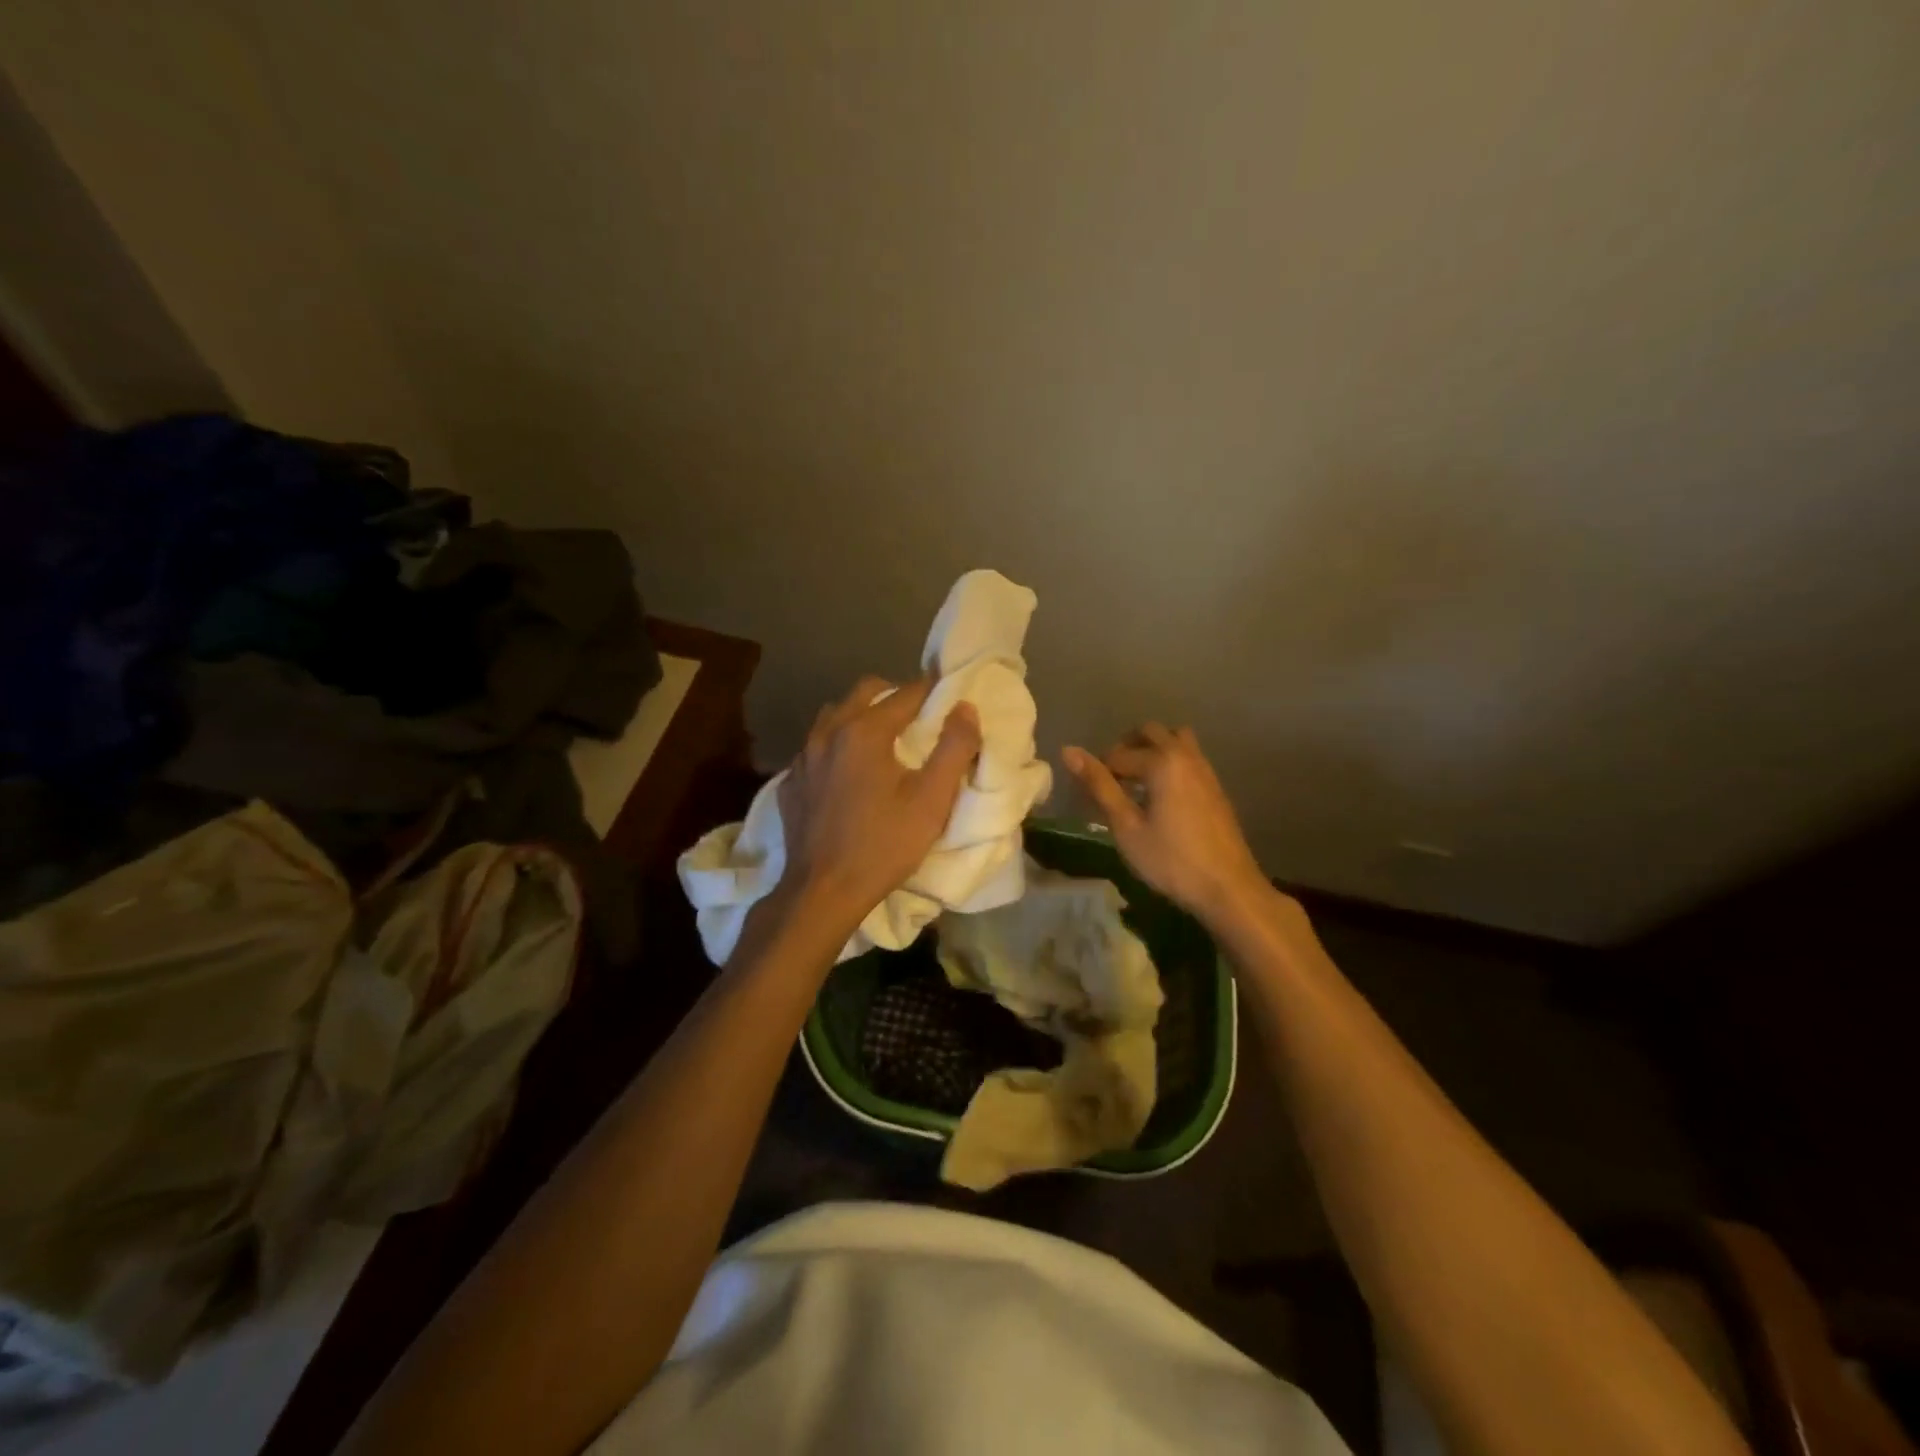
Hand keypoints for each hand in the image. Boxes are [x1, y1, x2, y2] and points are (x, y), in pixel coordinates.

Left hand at [778, 675, 980, 929]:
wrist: (822, 892)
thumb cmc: (883, 845)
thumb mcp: (932, 800)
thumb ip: (954, 748)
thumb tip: (965, 708)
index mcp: (864, 731)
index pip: (906, 693)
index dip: (933, 690)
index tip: (950, 695)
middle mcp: (828, 732)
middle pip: (866, 692)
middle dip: (895, 695)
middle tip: (919, 718)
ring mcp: (803, 756)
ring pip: (836, 715)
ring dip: (862, 716)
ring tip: (884, 741)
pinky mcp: (790, 781)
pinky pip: (817, 746)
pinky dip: (838, 746)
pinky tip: (849, 772)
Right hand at [1063, 724, 1269, 924]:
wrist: (1228, 888)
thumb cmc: (1171, 860)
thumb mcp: (1126, 826)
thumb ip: (1099, 786)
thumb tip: (1069, 751)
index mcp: (1162, 761)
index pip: (1118, 753)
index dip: (1098, 771)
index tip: (1090, 796)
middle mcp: (1185, 755)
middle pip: (1150, 732)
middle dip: (1125, 748)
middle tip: (1111, 779)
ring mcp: (1205, 769)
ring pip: (1174, 739)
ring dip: (1151, 750)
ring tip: (1136, 781)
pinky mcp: (1215, 786)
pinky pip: (1188, 757)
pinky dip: (1169, 762)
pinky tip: (1160, 796)